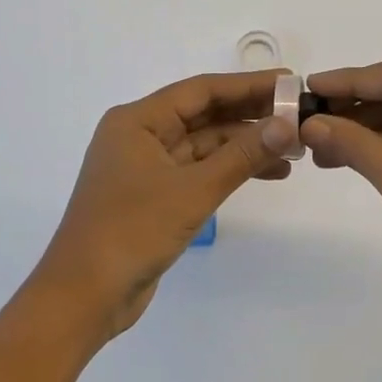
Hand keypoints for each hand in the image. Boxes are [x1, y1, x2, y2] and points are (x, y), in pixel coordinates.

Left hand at [29, 71, 295, 343]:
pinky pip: (199, 170)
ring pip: (205, 144)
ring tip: (293, 150)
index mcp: (138, 121)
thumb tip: (286, 125)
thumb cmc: (131, 232)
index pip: (201, 90)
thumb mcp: (193, 190)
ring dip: (245, 145)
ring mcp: (147, 166)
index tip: (288, 82)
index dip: (247, 85)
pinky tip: (268, 172)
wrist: (83, 299)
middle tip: (298, 115)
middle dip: (250, 115)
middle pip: (204, 114)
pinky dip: (230, 169)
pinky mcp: (155, 195)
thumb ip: (241, 155)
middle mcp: (141, 135)